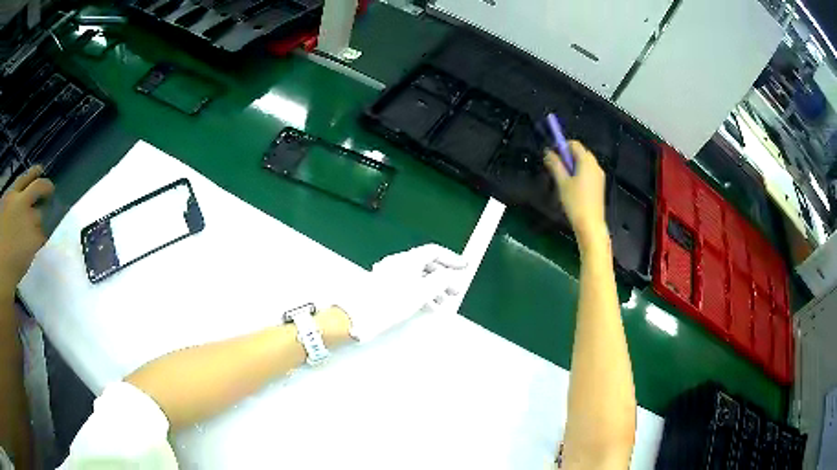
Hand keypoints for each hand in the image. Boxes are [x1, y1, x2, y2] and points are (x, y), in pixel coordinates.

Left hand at [0, 166, 54, 295]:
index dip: (44, 242)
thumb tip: (24, 325)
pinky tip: (35, 172)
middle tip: (48, 212)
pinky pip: (21, 179)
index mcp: (33, 243)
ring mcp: (18, 202)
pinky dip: (30, 175)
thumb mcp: (13, 295)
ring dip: (42, 184)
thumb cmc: (4, 276)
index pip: (42, 240)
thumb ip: (20, 301)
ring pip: (35, 185)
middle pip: (39, 215)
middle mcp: (29, 219)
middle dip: (43, 216)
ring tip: (47, 183)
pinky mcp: (10, 193)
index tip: (44, 246)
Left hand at [332, 244, 466, 341]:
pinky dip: (420, 293)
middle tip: (455, 291)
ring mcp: (389, 275)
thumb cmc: (392, 302)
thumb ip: (440, 280)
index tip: (464, 267)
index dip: (451, 258)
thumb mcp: (421, 292)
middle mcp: (398, 263)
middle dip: (443, 277)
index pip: (434, 251)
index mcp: (407, 259)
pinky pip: (407, 285)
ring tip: (442, 303)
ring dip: (432, 288)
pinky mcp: (383, 288)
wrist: (359, 315)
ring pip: (416, 277)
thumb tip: (449, 275)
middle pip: (425, 264)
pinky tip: (425, 307)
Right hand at [544, 141, 607, 251]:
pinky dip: (580, 173)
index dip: (562, 146)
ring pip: (584, 163)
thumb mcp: (562, 182)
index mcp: (587, 161)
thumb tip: (547, 152)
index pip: (574, 144)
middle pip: (580, 152)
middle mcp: (595, 165)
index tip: (552, 156)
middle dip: (567, 156)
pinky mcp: (600, 185)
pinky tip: (573, 187)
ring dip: (573, 165)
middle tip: (556, 168)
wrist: (591, 224)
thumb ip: (555, 164)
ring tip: (563, 179)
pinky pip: (588, 172)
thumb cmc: (575, 202)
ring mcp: (599, 175)